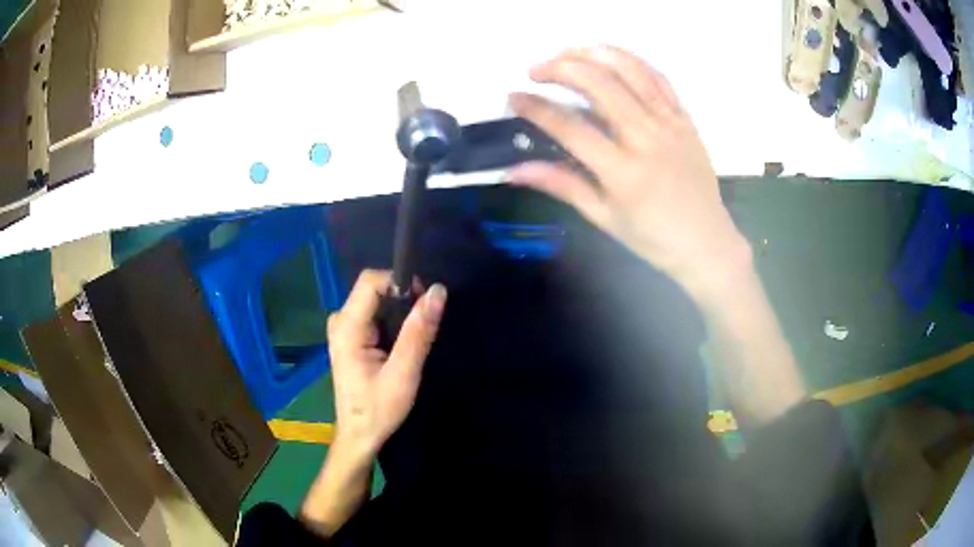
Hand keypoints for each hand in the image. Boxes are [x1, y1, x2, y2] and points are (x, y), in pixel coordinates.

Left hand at [326, 270, 446, 455]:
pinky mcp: (350, 336)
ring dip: (400, 312)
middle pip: (374, 289)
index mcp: (346, 327)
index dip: (401, 283)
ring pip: (377, 301)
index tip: (425, 303)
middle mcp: (340, 320)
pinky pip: (374, 314)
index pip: (371, 281)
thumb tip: (438, 291)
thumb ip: (418, 332)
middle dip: (403, 300)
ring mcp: (343, 328)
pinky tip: (401, 344)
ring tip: (414, 339)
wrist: (360, 435)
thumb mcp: (403, 374)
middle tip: (423, 327)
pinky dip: (393, 322)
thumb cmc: (379, 409)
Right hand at [509, 45, 750, 294]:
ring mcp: (670, 124)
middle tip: (536, 71)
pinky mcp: (685, 118)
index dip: (536, 108)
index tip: (513, 97)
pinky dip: (631, 61)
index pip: (570, 127)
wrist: (706, 242)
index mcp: (623, 172)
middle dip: (560, 68)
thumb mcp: (603, 216)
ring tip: (567, 53)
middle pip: (599, 85)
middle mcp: (647, 139)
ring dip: (593, 53)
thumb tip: (514, 170)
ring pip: (630, 71)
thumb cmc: (653, 238)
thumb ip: (561, 185)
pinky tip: (609, 58)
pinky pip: (658, 78)